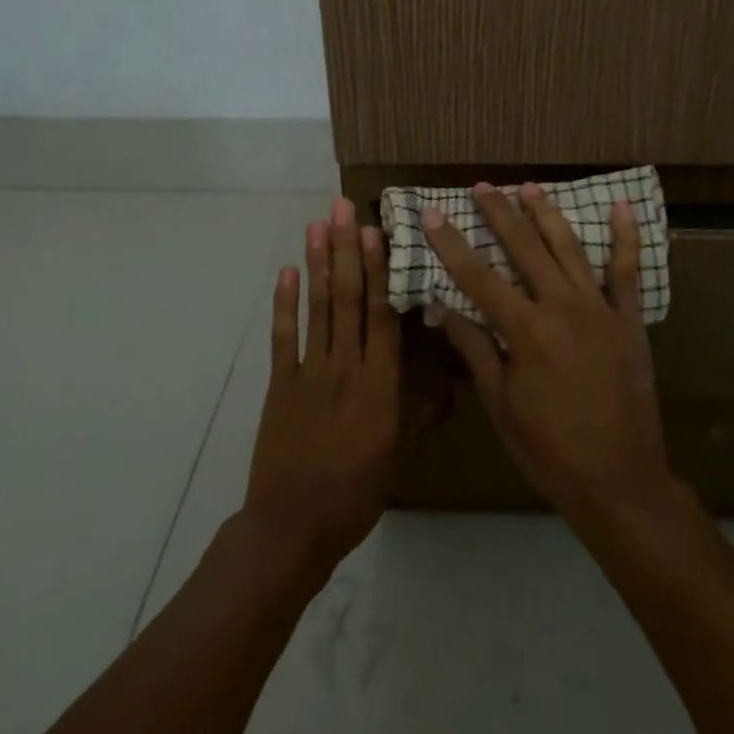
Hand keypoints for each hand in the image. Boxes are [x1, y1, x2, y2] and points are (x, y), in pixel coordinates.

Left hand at [243, 199, 401, 578]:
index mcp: (380, 383)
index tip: (374, 230)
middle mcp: (346, 366)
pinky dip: (284, 303)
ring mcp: (309, 372)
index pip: (381, 314)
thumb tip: (453, 376)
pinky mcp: (280, 384)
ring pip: (317, 308)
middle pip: (347, 298)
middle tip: (341, 208)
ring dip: (317, 263)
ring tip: (317, 225)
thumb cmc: (357, 492)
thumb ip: (423, 410)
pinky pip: (283, 337)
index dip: (377, 269)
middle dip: (345, 250)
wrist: (293, 526)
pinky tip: (287, 271)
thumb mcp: (402, 454)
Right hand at [423, 183, 679, 529]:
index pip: (477, 276)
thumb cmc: (549, 448)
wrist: (618, 479)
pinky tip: (620, 207)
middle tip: (482, 186)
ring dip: (547, 214)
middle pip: (524, 248)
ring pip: (569, 248)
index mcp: (525, 330)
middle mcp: (561, 307)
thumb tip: (443, 307)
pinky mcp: (628, 319)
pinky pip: (627, 271)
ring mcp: (599, 309)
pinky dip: (624, 237)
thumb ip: (474, 349)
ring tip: (529, 186)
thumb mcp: (500, 405)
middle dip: (500, 213)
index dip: (451, 243)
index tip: (433, 213)